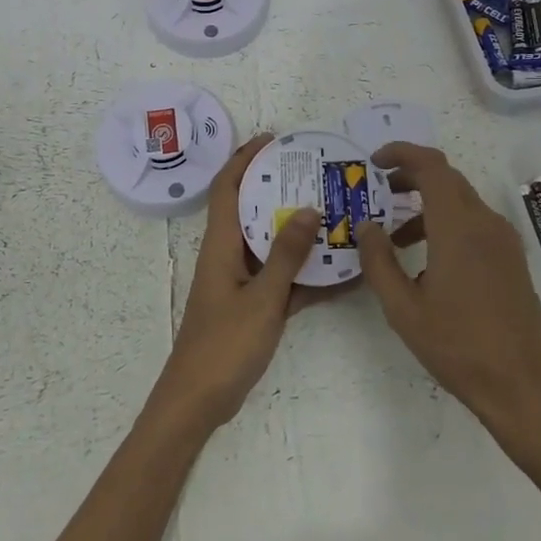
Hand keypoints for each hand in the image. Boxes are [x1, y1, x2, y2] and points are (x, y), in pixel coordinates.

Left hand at [144, 133, 324, 437]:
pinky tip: (341, 272)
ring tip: (335, 213)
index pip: (227, 187)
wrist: (199, 400)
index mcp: (220, 244)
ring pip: (270, 244)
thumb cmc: (224, 345)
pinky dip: (306, 274)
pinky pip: (282, 279)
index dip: (244, 158)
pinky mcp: (253, 305)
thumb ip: (286, 255)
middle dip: (278, 188)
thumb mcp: (262, 298)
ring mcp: (241, 281)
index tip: (272, 139)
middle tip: (316, 175)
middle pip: (251, 209)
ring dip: (297, 230)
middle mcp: (228, 254)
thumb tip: (307, 209)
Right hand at [358, 143, 540, 456]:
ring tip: (393, 236)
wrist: (524, 386)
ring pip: (460, 202)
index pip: (431, 166)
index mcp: (458, 227)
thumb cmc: (458, 346)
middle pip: (446, 179)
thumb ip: (379, 261)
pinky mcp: (511, 260)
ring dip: (425, 205)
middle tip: (377, 192)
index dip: (402, 154)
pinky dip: (445, 224)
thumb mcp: (403, 308)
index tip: (374, 161)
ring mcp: (503, 241)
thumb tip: (366, 226)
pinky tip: (425, 262)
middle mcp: (485, 223)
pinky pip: (473, 224)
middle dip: (409, 177)